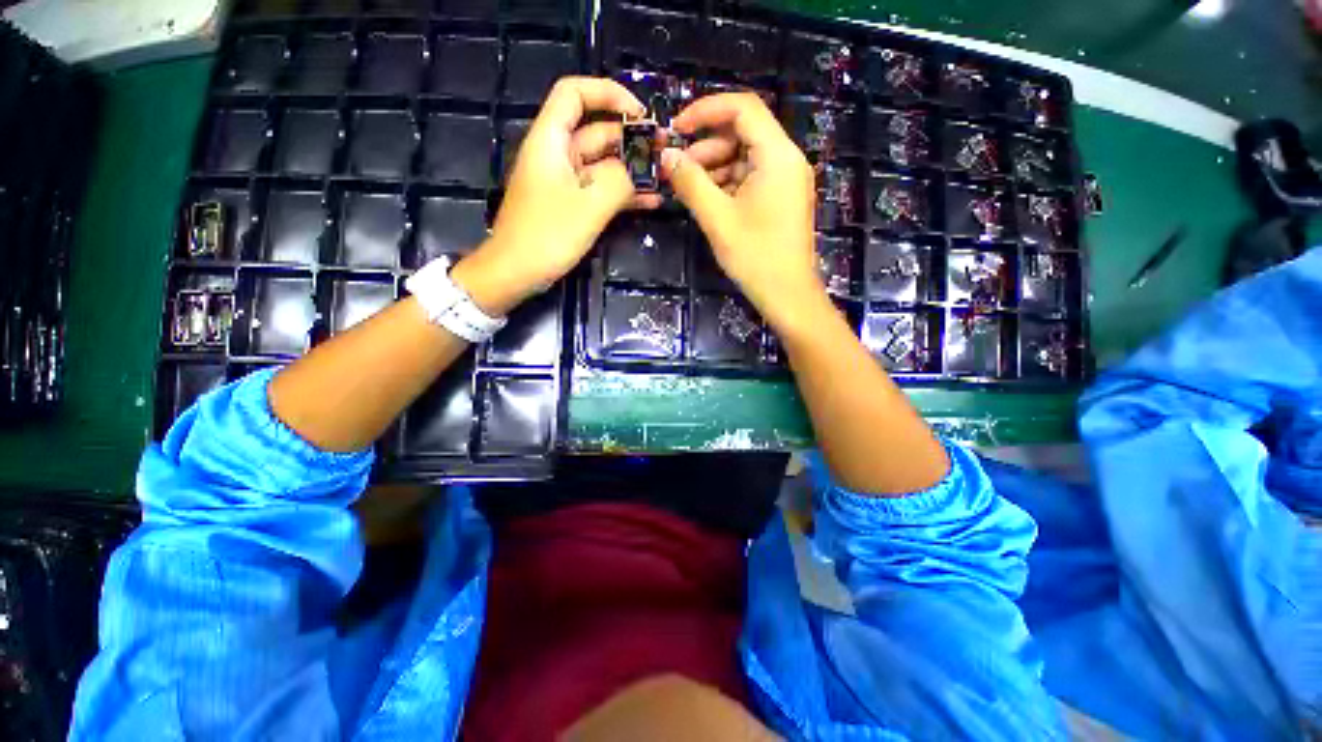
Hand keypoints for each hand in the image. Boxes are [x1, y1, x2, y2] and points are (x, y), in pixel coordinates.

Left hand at [453, 77, 660, 314]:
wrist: (517, 272)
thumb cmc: (546, 235)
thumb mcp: (589, 205)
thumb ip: (620, 181)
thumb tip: (642, 171)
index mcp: (551, 140)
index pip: (575, 93)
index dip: (608, 93)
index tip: (640, 113)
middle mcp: (558, 155)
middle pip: (597, 132)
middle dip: (632, 139)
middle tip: (665, 152)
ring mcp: (566, 183)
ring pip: (603, 165)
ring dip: (633, 170)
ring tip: (666, 178)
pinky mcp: (572, 205)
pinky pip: (601, 191)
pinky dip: (624, 194)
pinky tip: (651, 201)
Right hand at [662, 93, 823, 325]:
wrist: (787, 295)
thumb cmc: (755, 257)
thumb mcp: (717, 219)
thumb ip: (690, 183)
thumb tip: (666, 156)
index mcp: (778, 155)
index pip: (743, 108)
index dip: (706, 110)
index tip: (676, 128)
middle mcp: (786, 160)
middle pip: (743, 133)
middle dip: (707, 146)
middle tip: (678, 168)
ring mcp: (786, 181)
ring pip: (745, 157)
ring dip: (714, 167)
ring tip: (687, 187)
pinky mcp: (781, 199)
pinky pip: (751, 178)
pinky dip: (727, 183)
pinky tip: (707, 199)